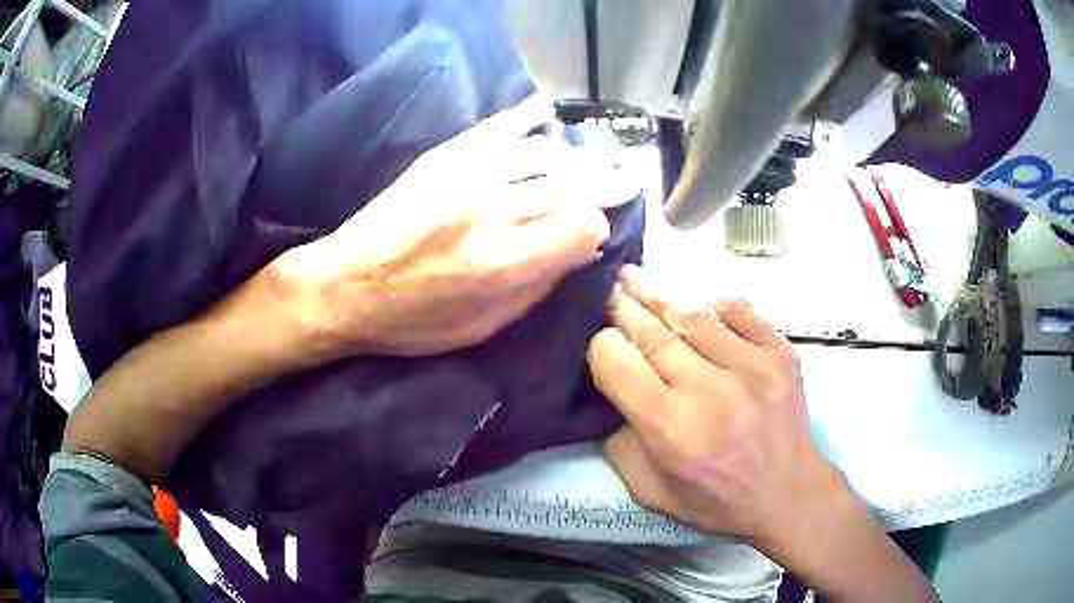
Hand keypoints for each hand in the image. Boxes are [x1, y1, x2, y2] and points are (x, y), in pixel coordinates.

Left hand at [278, 96, 638, 357]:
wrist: (343, 286)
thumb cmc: (411, 321)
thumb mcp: (481, 327)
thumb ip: (537, 287)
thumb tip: (583, 249)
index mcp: (499, 264)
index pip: (581, 224)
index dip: (599, 226)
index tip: (596, 233)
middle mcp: (487, 212)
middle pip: (570, 184)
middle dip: (605, 184)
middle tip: (624, 183)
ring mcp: (462, 177)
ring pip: (541, 153)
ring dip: (575, 158)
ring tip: (590, 164)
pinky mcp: (440, 159)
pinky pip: (495, 129)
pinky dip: (526, 118)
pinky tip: (547, 113)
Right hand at [587, 266, 936, 601]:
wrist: (788, 493)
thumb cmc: (718, 500)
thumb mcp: (651, 492)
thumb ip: (620, 444)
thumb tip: (614, 391)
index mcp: (672, 430)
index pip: (619, 365)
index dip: (600, 345)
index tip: (597, 338)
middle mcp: (711, 391)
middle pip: (653, 332)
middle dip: (622, 306)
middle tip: (606, 288)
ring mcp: (751, 366)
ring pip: (693, 314)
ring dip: (658, 292)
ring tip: (635, 276)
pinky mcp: (780, 352)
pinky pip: (737, 310)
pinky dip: (709, 303)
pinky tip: (693, 303)